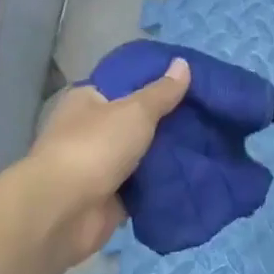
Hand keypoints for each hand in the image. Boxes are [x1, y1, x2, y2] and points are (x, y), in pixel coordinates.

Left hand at [17, 57, 191, 268]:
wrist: (65, 211)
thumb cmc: (95, 147)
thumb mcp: (135, 110)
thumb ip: (162, 92)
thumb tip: (183, 63)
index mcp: (88, 100)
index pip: (126, 85)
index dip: (157, 84)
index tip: (193, 85)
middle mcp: (90, 130)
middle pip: (136, 122)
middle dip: (168, 122)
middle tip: (207, 117)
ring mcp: (99, 165)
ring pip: (142, 155)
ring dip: (167, 155)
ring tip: (209, 145)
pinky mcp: (109, 197)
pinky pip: (142, 186)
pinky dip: (161, 184)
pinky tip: (193, 176)